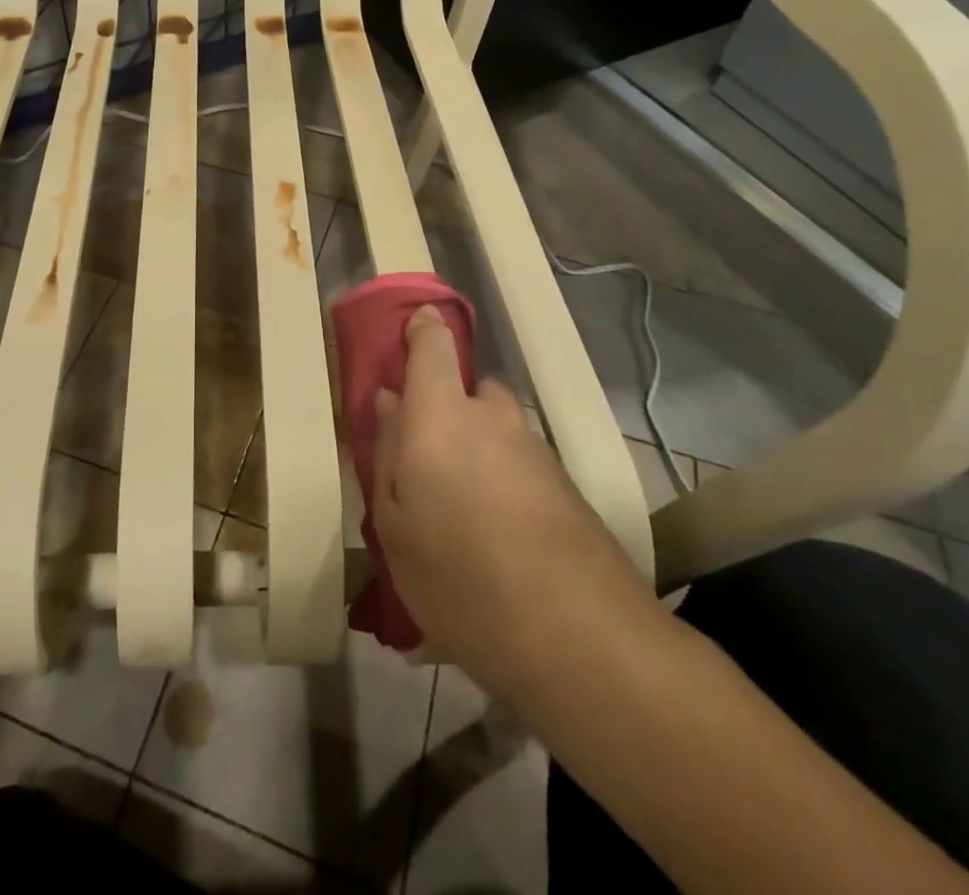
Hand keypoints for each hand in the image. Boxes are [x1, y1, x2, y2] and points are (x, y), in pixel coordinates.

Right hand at [371, 307, 657, 700]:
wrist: (581, 640)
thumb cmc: (460, 578)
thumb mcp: (395, 526)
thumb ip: (387, 453)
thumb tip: (389, 402)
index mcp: (441, 415)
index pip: (434, 344)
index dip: (422, 328)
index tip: (410, 330)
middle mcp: (492, 419)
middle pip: (469, 390)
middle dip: (447, 409)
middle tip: (425, 459)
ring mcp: (536, 451)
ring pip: (497, 431)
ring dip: (477, 452)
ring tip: (458, 514)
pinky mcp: (567, 488)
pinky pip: (520, 467)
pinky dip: (504, 485)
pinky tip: (494, 542)